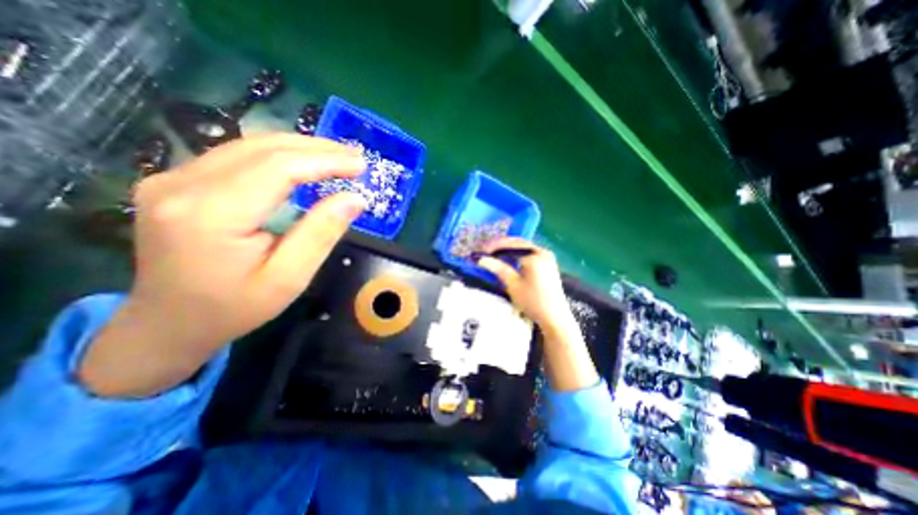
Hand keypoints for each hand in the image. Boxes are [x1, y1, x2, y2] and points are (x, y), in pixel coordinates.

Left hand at [79, 135, 366, 395]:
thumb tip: (355, 199)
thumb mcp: (289, 278)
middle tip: (355, 156)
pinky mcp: (176, 182)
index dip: (325, 162)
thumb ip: (321, 234)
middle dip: (316, 149)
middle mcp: (182, 185)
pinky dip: (278, 155)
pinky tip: (302, 162)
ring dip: (299, 148)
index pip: (278, 168)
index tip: (361, 165)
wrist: (168, 323)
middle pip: (262, 149)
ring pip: (249, 146)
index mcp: (210, 214)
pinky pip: (236, 156)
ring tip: (336, 156)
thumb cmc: (235, 308)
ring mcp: (172, 179)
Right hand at [478, 237, 570, 329]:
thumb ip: (498, 269)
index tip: (481, 251)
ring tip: (493, 254)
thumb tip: (481, 259)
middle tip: (485, 250)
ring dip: (508, 249)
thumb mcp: (513, 285)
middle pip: (517, 243)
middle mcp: (542, 252)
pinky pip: (528, 254)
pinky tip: (507, 259)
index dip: (494, 246)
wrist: (554, 317)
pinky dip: (516, 255)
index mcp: (535, 255)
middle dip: (500, 246)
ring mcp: (546, 257)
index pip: (511, 245)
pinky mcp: (547, 264)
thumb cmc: (533, 302)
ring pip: (522, 248)